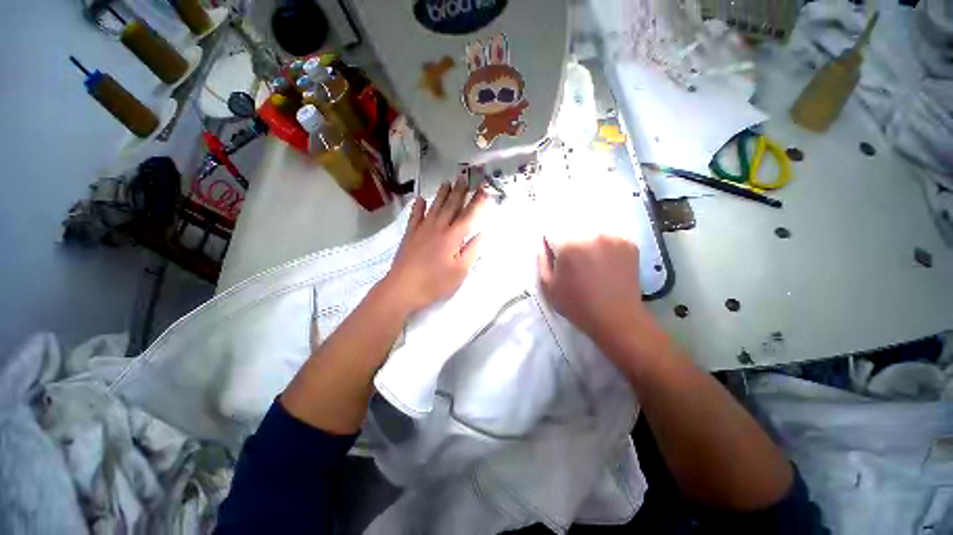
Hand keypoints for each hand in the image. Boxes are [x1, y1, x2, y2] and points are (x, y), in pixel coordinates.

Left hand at [382, 177, 486, 313]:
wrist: (403, 287)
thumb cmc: (435, 282)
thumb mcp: (460, 271)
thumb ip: (472, 251)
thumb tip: (482, 233)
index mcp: (453, 237)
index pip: (468, 215)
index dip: (477, 202)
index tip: (484, 189)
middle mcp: (438, 228)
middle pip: (451, 206)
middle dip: (459, 192)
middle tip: (464, 178)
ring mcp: (422, 229)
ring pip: (434, 207)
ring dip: (441, 194)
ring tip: (447, 182)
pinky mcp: (410, 234)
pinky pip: (415, 216)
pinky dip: (418, 207)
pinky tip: (420, 199)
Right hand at [537, 235, 651, 344]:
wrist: (617, 318)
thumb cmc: (577, 304)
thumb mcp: (548, 286)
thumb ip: (542, 261)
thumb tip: (544, 245)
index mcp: (568, 245)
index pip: (553, 230)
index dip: (552, 243)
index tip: (555, 255)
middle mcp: (592, 234)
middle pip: (573, 229)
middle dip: (570, 242)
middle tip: (574, 262)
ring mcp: (613, 237)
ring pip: (592, 232)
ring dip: (588, 242)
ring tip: (591, 262)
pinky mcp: (629, 243)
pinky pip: (609, 238)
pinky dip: (605, 246)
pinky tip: (606, 263)